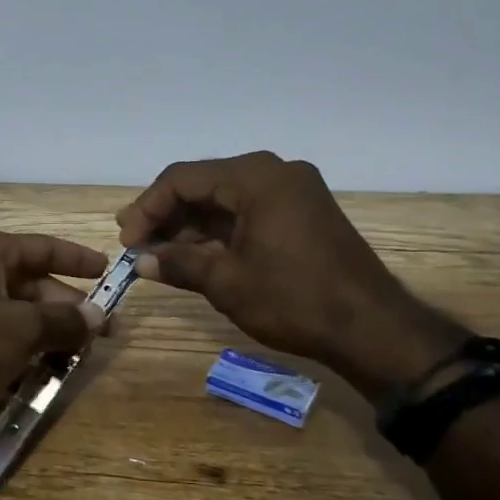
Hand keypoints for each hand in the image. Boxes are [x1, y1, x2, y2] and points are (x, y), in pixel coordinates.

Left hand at [0, 230, 106, 447]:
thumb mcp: (20, 329)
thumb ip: (63, 320)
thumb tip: (98, 316)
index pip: (44, 248)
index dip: (77, 259)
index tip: (108, 271)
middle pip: (35, 284)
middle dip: (69, 308)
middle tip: (104, 333)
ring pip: (22, 315)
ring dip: (52, 334)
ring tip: (83, 357)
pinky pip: (5, 339)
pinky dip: (28, 352)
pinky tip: (50, 373)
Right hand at [116, 152, 462, 399]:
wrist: (373, 329)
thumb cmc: (294, 299)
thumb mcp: (227, 282)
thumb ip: (178, 263)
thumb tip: (140, 261)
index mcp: (255, 176)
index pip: (182, 179)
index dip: (147, 208)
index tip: (126, 240)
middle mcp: (275, 171)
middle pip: (203, 184)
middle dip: (167, 215)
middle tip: (136, 245)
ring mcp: (293, 190)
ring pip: (225, 198)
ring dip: (191, 225)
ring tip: (160, 255)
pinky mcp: (303, 211)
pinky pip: (248, 210)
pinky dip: (220, 230)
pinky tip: (197, 254)